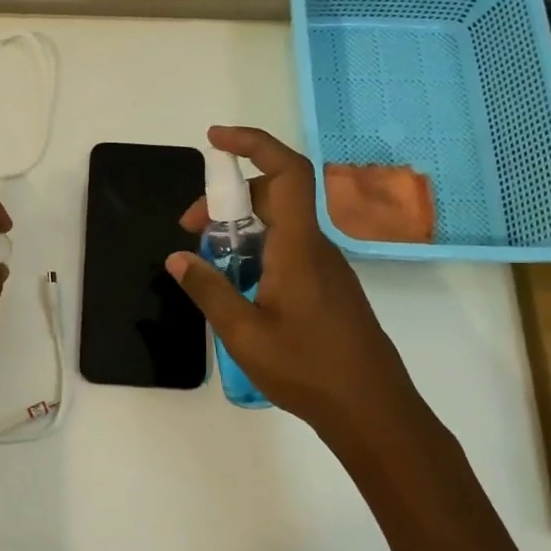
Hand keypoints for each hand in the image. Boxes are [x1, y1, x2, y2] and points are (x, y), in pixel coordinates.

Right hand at [169, 127, 443, 456]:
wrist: (372, 410)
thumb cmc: (308, 369)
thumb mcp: (243, 333)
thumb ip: (208, 290)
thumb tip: (178, 258)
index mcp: (298, 248)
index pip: (286, 172)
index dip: (253, 144)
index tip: (215, 140)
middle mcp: (315, 247)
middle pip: (275, 196)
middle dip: (228, 199)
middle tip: (190, 228)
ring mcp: (325, 267)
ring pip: (280, 225)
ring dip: (240, 229)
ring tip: (208, 261)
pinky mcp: (327, 288)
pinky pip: (288, 249)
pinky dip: (257, 250)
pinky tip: (238, 285)